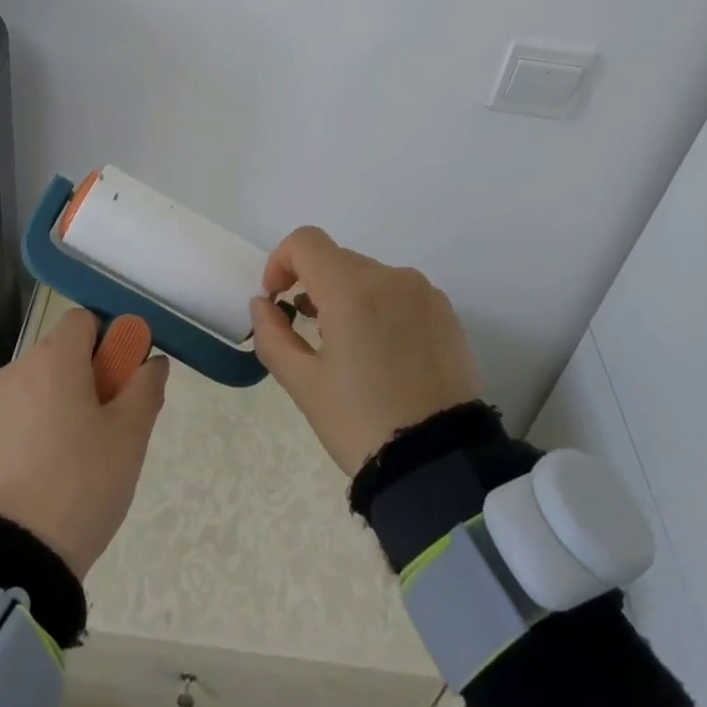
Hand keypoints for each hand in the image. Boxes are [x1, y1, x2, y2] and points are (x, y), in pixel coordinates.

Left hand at [0, 308, 169, 577]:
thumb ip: (146, 388)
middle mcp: (14, 373)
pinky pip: (11, 426)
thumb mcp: (130, 437)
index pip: (83, 320)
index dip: (108, 342)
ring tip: (75, 463)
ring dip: (57, 409)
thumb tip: (153, 362)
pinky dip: (30, 438)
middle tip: (106, 428)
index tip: (120, 382)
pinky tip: (42, 484)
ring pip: (35, 392)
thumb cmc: (79, 486)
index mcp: (53, 361)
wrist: (8, 565)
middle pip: (59, 356)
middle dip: (86, 379)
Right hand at [249, 227, 478, 475]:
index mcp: (351, 289)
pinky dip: (380, 307)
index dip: (281, 261)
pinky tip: (383, 353)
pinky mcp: (445, 311)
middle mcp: (390, 277)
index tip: (278, 299)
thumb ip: (272, 335)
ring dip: (348, 296)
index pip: (305, 242)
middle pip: (337, 259)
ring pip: (369, 275)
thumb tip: (262, 303)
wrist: (439, 464)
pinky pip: (399, 292)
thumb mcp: (304, 385)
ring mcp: (422, 291)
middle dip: (315, 285)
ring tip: (349, 347)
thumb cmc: (361, 423)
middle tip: (310, 334)